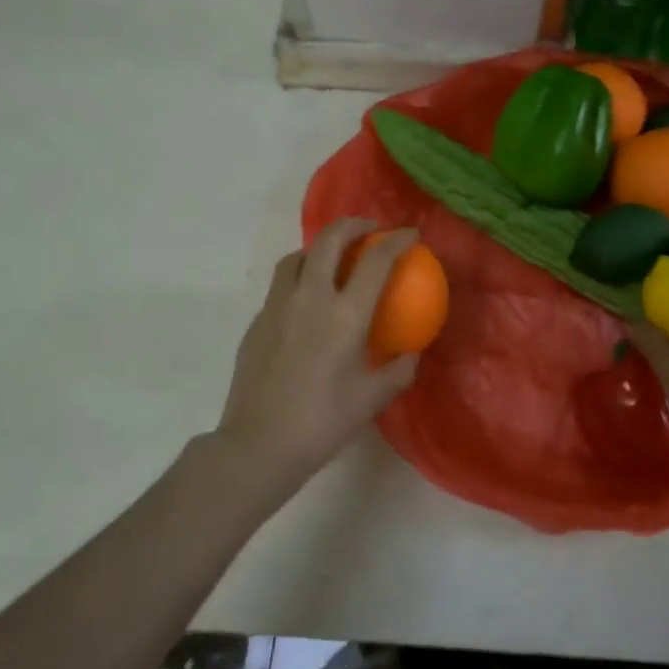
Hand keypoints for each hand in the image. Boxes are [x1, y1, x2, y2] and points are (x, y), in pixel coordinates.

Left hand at [205, 219, 420, 505]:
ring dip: (320, 248)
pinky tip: (307, 303)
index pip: (376, 260)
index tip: (410, 234)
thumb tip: (411, 353)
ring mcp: (278, 307)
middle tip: (369, 229)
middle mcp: (310, 298)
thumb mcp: (373, 398)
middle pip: (330, 240)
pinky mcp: (257, 322)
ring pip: (297, 257)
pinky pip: (281, 286)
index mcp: (345, 315)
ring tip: (334, 258)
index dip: (397, 240)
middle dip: (353, 224)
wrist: (260, 444)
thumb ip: (399, 371)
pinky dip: (300, 278)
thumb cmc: (323, 421)